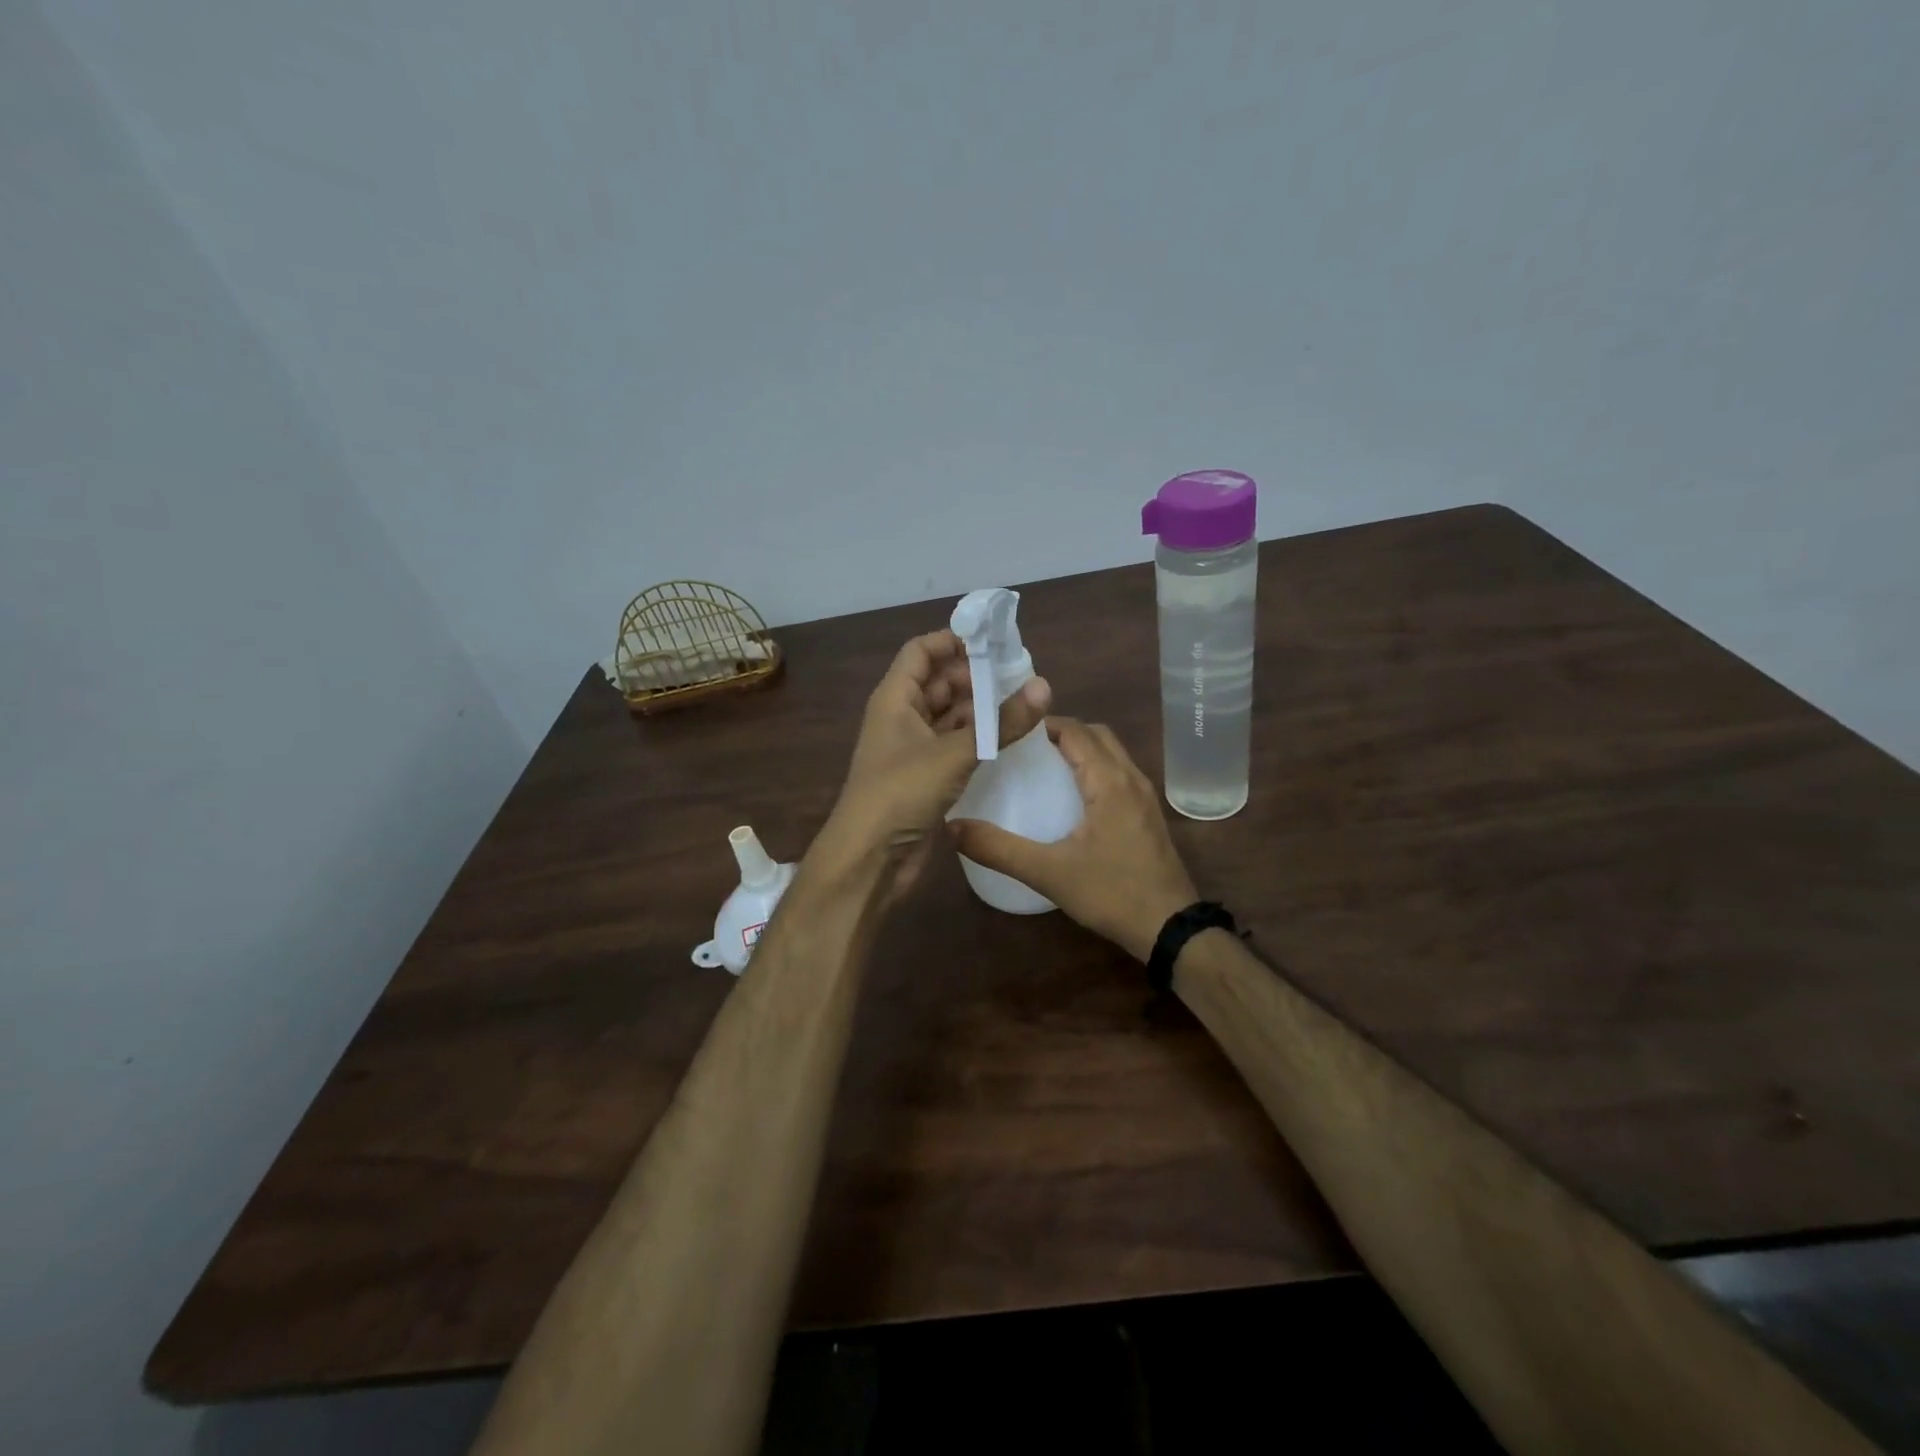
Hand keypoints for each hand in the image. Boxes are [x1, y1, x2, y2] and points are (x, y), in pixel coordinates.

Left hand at [817, 630, 1050, 893]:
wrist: (869, 859)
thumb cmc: (901, 793)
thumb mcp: (953, 753)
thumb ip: (1000, 722)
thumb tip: (1044, 686)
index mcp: (895, 699)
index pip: (921, 651)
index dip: (953, 640)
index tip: (994, 642)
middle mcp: (902, 717)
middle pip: (939, 682)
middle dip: (976, 676)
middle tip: (1021, 676)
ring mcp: (913, 749)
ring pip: (950, 716)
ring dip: (981, 709)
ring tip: (1024, 704)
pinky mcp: (926, 778)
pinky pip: (955, 746)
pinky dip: (979, 739)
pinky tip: (1010, 739)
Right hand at [949, 718, 1198, 960]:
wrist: (1170, 928)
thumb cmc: (1111, 893)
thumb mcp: (1047, 873)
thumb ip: (998, 849)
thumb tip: (951, 828)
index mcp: (1109, 781)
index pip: (1076, 730)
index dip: (1042, 723)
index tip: (1008, 731)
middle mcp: (1131, 778)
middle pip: (1096, 734)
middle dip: (1060, 732)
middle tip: (1022, 748)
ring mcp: (1144, 797)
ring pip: (1111, 754)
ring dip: (1080, 750)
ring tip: (1041, 768)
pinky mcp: (1147, 815)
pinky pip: (1118, 774)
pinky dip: (1094, 769)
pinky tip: (1070, 798)